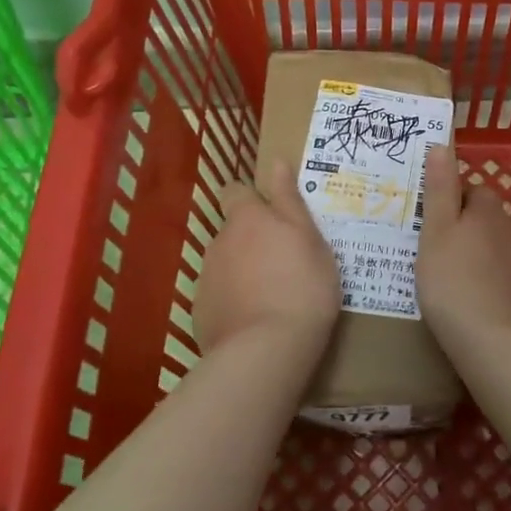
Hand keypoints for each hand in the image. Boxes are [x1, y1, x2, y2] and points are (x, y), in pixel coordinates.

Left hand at [195, 158, 340, 352]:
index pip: (234, 191)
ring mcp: (205, 278)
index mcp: (247, 219)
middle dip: (251, 241)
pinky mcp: (200, 311)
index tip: (270, 215)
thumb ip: (289, 200)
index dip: (249, 199)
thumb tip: (277, 161)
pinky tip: (255, 322)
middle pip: (232, 232)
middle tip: (283, 264)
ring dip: (242, 272)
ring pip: (225, 265)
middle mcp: (219, 241)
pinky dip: (233, 303)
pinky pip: (219, 297)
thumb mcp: (309, 239)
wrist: (267, 349)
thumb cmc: (302, 287)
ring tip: (271, 298)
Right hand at [416, 145, 510, 355]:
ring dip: (474, 257)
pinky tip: (470, 304)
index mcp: (488, 211)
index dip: (448, 202)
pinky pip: (502, 278)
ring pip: (494, 249)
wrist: (499, 345)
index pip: (471, 189)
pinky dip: (487, 284)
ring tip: (445, 281)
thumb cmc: (455, 283)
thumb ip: (440, 189)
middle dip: (461, 229)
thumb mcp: (436, 232)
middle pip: (484, 219)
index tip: (426, 222)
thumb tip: (442, 145)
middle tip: (430, 252)